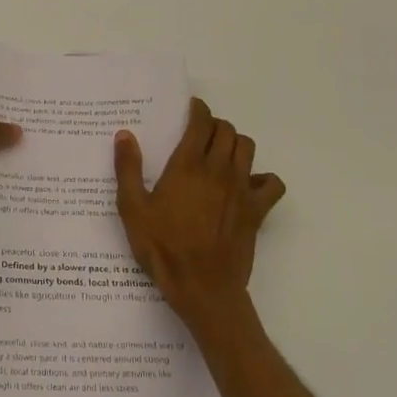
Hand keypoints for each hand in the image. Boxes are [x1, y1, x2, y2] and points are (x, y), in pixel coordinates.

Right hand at [113, 98, 285, 337]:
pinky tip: (247, 186)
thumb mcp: (132, 209)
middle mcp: (218, 170)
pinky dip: (263, 178)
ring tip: (220, 154)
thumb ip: (128, 169)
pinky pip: (272, 183)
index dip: (198, 110)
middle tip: (200, 133)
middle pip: (227, 131)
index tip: (191, 109)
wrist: (202, 287)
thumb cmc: (162, 248)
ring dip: (235, 144)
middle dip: (215, 125)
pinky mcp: (257, 211)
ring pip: (248, 148)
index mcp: (187, 166)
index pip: (201, 123)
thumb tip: (125, 135)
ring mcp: (242, 190)